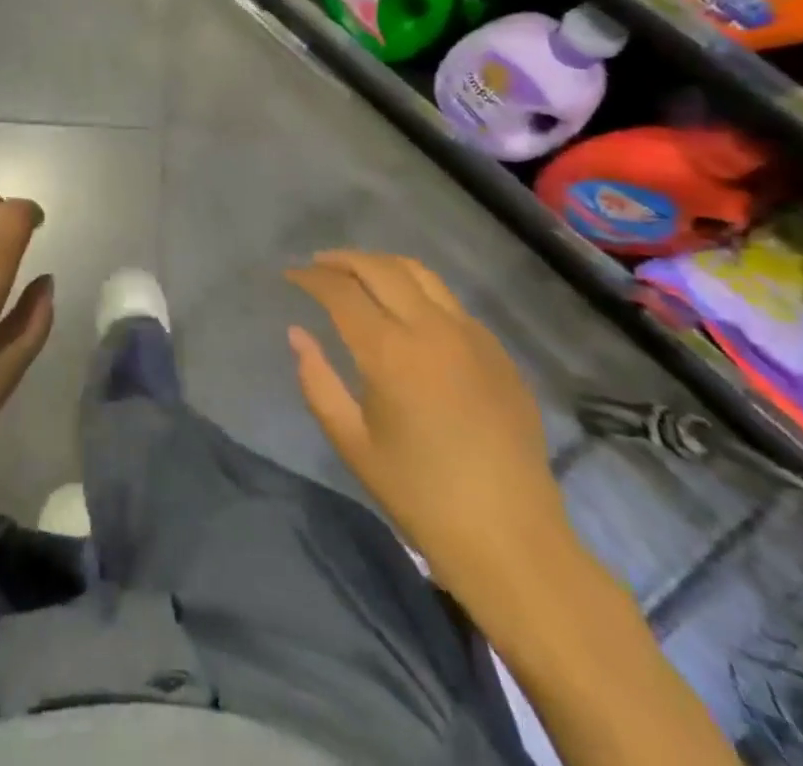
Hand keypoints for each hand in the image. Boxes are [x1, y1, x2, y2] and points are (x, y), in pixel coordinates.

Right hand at [287, 251, 570, 596]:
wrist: (512, 541)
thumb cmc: (420, 496)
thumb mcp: (352, 442)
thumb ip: (317, 381)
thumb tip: (298, 334)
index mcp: (390, 352)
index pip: (340, 290)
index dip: (310, 277)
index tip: (290, 275)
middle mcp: (432, 329)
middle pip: (380, 268)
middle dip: (342, 260)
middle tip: (317, 266)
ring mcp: (472, 336)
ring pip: (420, 274)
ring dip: (381, 265)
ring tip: (358, 274)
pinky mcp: (498, 352)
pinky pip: (450, 302)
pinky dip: (417, 291)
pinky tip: (406, 312)